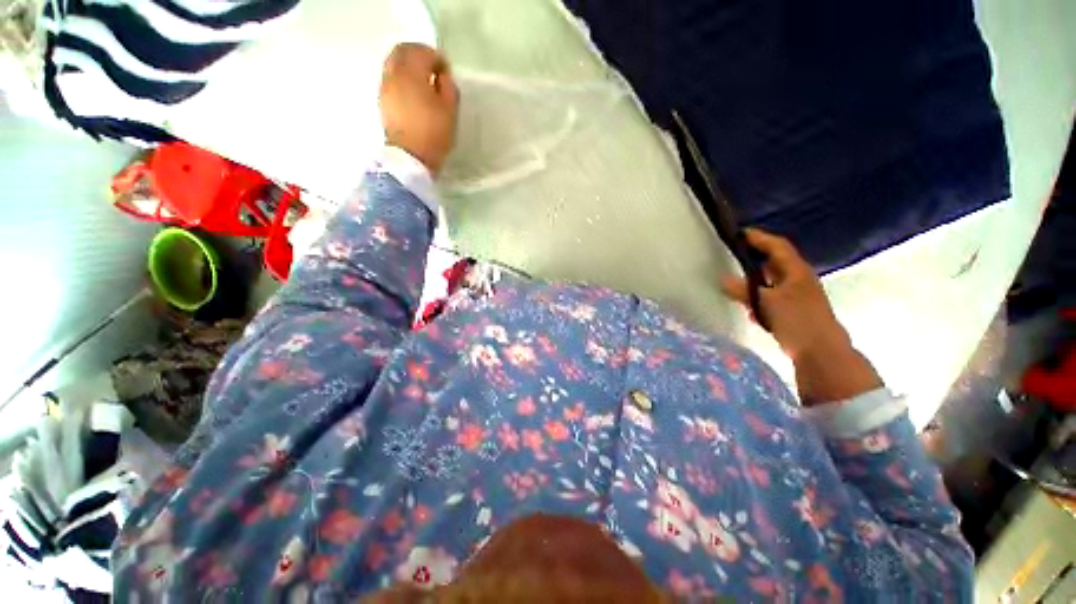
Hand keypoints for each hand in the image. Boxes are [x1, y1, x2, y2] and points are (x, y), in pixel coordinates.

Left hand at [379, 43, 458, 174]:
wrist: (410, 158)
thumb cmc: (433, 133)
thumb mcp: (450, 110)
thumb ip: (449, 87)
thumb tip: (442, 77)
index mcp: (411, 72)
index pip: (422, 51)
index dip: (437, 58)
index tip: (447, 72)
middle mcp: (393, 73)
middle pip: (402, 51)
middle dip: (419, 55)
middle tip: (433, 70)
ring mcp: (385, 87)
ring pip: (394, 64)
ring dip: (408, 67)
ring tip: (424, 83)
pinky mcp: (383, 101)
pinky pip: (391, 79)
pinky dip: (402, 79)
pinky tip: (413, 94)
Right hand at [722, 229, 881, 404]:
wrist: (821, 353)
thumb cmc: (797, 320)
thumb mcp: (767, 302)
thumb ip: (744, 290)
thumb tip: (723, 279)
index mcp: (796, 271)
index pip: (777, 246)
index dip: (759, 238)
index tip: (739, 233)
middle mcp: (798, 279)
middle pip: (774, 262)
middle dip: (755, 258)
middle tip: (733, 255)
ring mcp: (796, 296)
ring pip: (771, 281)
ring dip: (755, 280)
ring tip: (735, 281)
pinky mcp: (792, 311)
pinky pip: (770, 297)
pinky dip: (758, 298)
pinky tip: (749, 307)